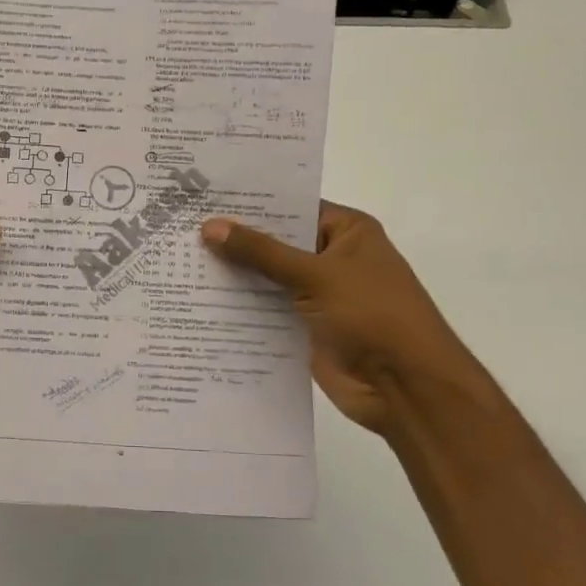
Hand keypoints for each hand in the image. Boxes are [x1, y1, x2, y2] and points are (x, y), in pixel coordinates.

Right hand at [201, 201, 498, 441]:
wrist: (406, 388)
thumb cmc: (372, 315)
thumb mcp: (315, 275)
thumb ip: (261, 252)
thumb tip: (210, 226)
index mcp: (346, 232)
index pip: (291, 207)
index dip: (251, 204)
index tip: (204, 197)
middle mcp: (332, 258)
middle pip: (276, 243)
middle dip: (235, 241)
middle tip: (181, 228)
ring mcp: (318, 295)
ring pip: (268, 279)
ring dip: (233, 276)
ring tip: (179, 261)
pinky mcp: (305, 328)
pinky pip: (267, 312)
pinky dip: (240, 309)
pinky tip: (199, 302)